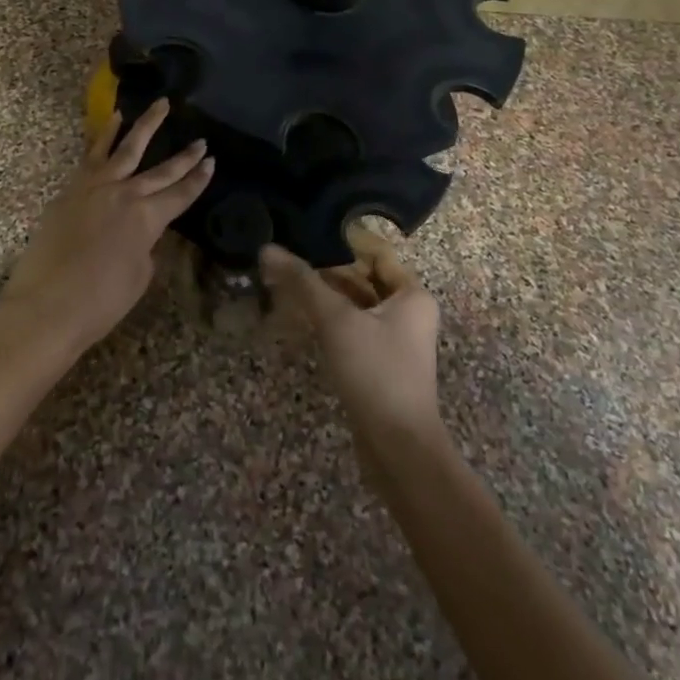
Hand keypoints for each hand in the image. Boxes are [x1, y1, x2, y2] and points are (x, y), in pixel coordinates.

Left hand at [0, 98, 213, 356]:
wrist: (46, 306)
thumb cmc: (100, 302)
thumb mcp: (139, 276)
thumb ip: (145, 245)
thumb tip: (141, 231)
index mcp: (147, 218)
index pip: (181, 194)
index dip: (198, 179)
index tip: (212, 161)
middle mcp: (125, 193)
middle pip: (161, 170)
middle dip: (184, 156)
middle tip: (201, 140)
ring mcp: (95, 187)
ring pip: (126, 148)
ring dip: (145, 126)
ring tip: (160, 105)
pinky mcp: (71, 189)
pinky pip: (92, 155)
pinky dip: (105, 136)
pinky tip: (113, 121)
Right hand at [263, 226, 443, 450]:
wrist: (398, 448)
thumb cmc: (376, 372)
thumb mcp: (336, 321)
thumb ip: (302, 282)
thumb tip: (268, 249)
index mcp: (412, 295)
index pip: (377, 253)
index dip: (344, 241)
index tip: (308, 231)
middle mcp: (409, 313)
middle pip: (365, 278)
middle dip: (328, 269)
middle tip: (289, 257)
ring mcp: (396, 341)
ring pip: (357, 305)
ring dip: (326, 296)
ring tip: (287, 283)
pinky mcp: (381, 365)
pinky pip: (354, 330)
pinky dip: (330, 321)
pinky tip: (300, 318)